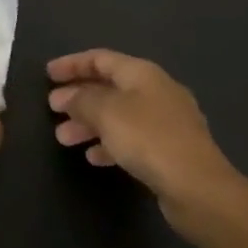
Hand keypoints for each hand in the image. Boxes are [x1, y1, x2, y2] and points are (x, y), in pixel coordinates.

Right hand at [47, 50, 247, 230]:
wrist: (199, 188)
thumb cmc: (149, 139)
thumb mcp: (107, 113)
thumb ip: (83, 100)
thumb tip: (67, 96)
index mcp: (142, 73)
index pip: (101, 58)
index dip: (72, 64)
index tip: (48, 74)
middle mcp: (156, 91)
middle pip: (109, 86)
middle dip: (79, 97)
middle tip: (53, 109)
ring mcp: (166, 122)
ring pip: (118, 114)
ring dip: (89, 123)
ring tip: (63, 138)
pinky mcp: (170, 151)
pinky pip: (131, 138)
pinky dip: (109, 143)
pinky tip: (94, 158)